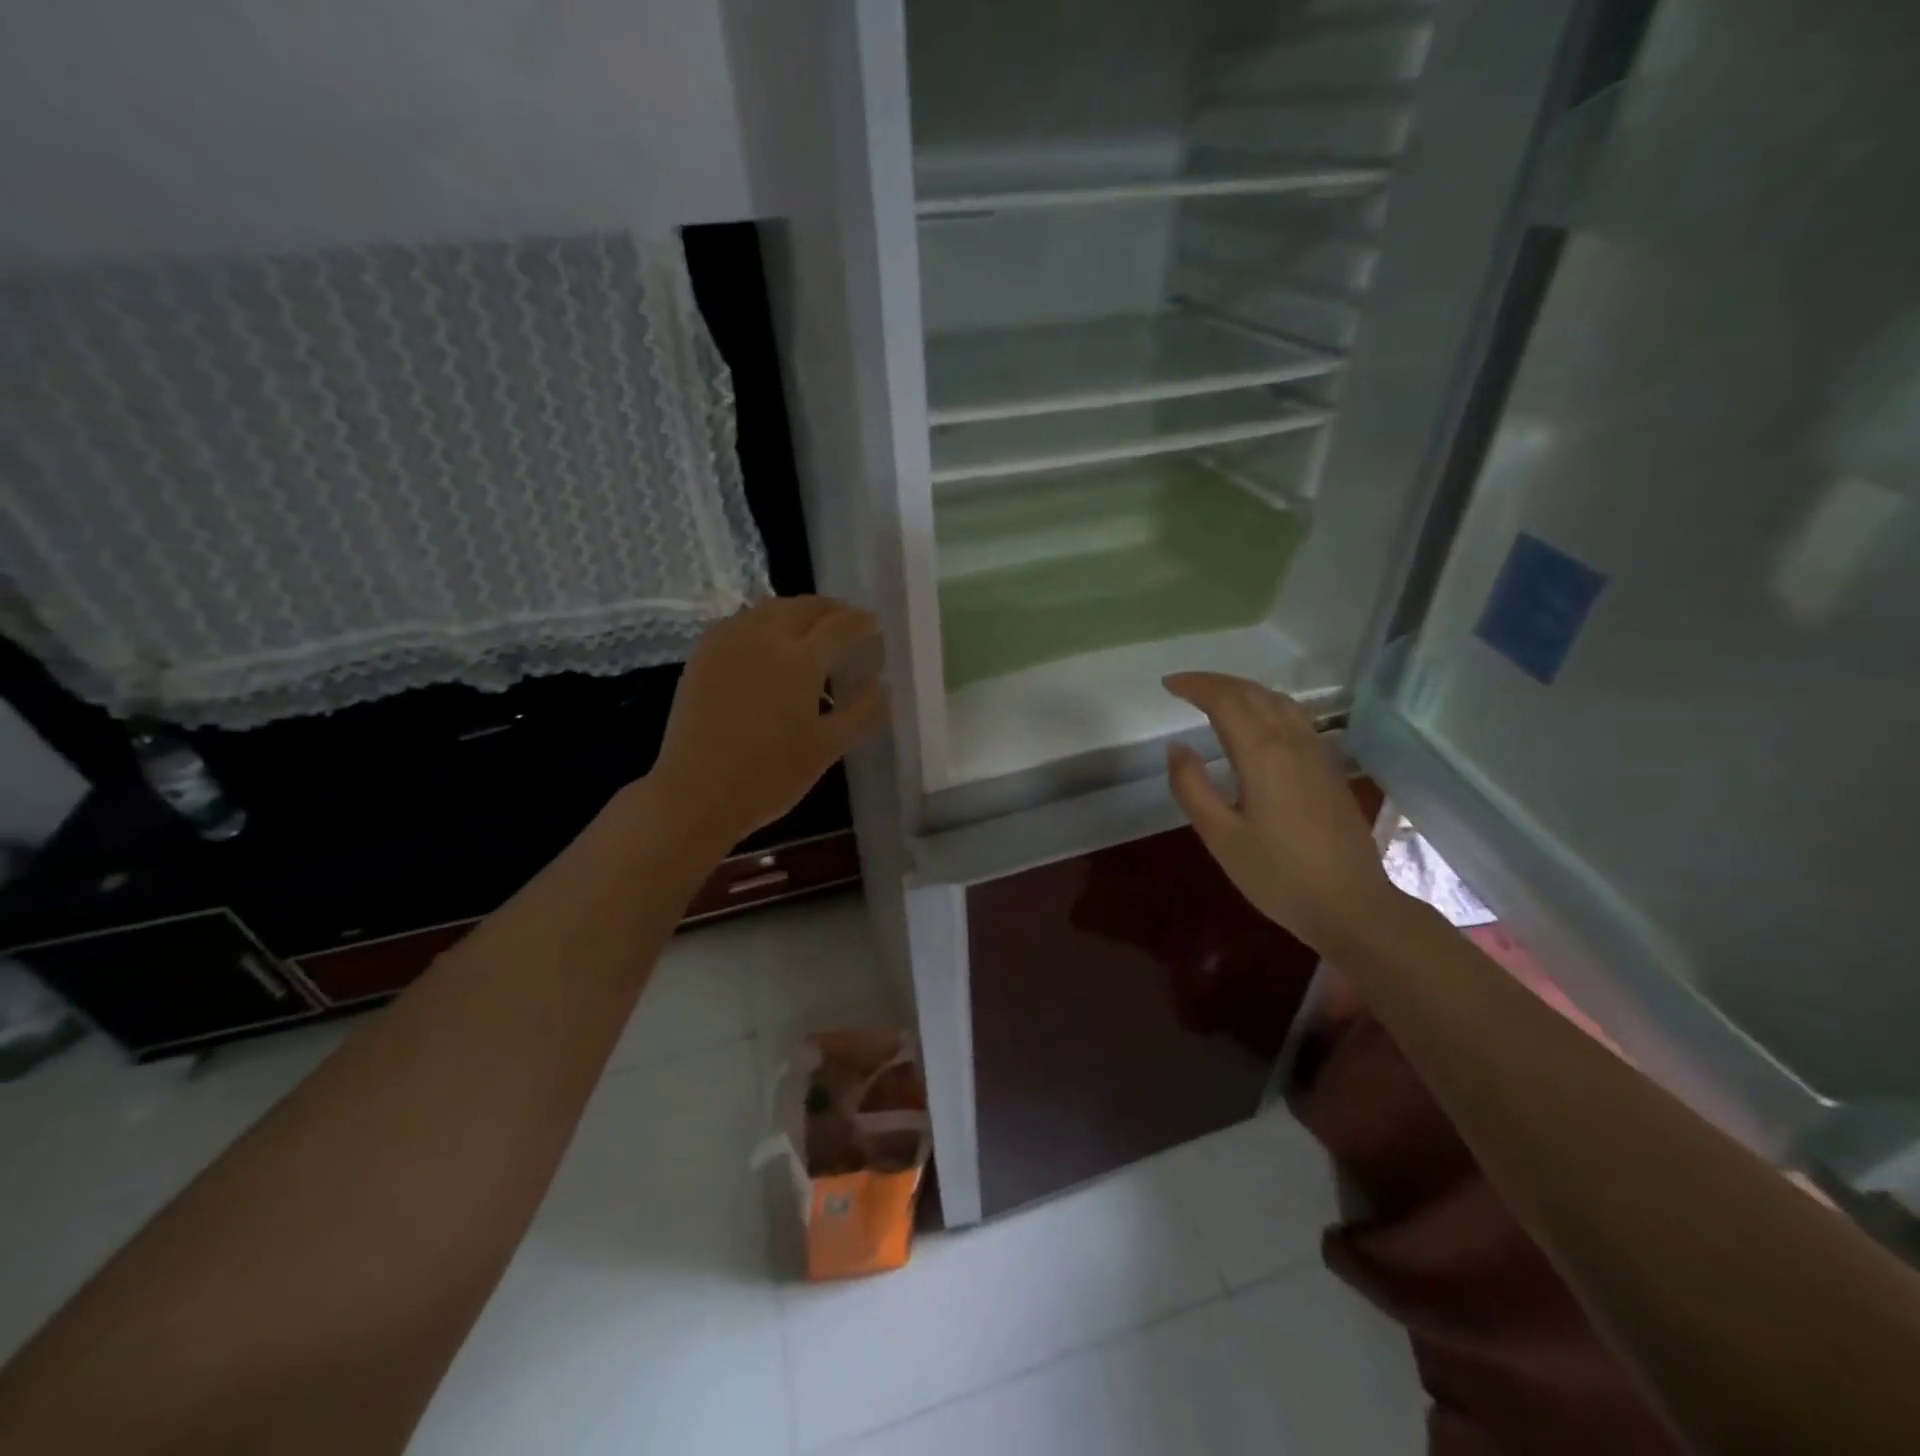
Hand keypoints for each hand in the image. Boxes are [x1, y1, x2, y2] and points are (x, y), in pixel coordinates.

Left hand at [649, 597, 885, 850]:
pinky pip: (742, 620)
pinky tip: (770, 641)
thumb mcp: (827, 750)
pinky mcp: (704, 653)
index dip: (863, 623)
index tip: (876, 628)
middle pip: (805, 607)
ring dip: (799, 611)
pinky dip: (765, 620)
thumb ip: (862, 713)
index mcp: (800, 661)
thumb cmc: (769, 777)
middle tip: (850, 624)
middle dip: (833, 610)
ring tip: (813, 629)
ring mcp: (729, 642)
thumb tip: (883, 686)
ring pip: (771, 607)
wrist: (696, 794)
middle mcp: (764, 638)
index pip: (841, 626)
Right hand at [1163, 672, 1401, 956]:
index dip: (1195, 686)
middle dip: (1216, 682)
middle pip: (1253, 693)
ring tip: (1214, 696)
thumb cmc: (1278, 875)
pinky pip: (1294, 717)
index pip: (1226, 700)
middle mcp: (1292, 742)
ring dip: (1243, 690)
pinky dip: (1266, 704)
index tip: (1167, 684)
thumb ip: (1192, 787)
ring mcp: (1316, 752)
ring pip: (1278, 701)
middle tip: (1183, 686)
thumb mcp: (1221, 837)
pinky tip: (1257, 721)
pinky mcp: (1328, 767)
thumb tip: (1177, 747)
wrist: (1351, 904)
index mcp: (1263, 754)